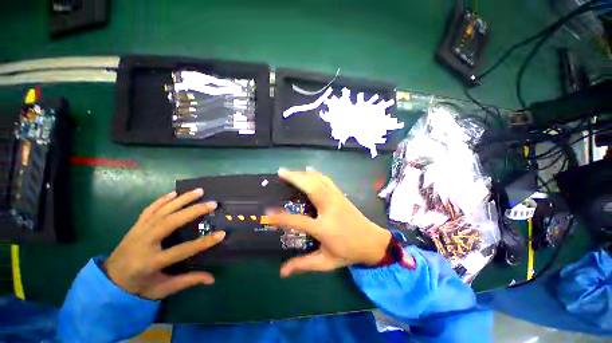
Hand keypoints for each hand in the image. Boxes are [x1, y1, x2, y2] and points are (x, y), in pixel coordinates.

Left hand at [103, 189, 224, 299]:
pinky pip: (149, 209)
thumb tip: (211, 279)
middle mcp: (144, 243)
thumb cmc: (138, 287)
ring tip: (199, 191)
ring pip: (162, 211)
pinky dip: (162, 199)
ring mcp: (138, 231)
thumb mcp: (162, 289)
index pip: (182, 250)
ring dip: (182, 199)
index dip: (203, 242)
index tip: (222, 234)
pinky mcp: (136, 226)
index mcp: (151, 262)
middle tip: (212, 204)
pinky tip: (174, 193)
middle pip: (170, 222)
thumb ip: (187, 281)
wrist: (108, 281)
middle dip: (193, 211)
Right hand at [268, 170, 391, 276]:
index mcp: (324, 227)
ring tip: (290, 172)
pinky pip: (326, 179)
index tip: (267, 214)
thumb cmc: (349, 252)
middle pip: (309, 187)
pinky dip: (315, 174)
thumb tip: (282, 272)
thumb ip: (304, 264)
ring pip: (318, 179)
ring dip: (303, 174)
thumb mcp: (326, 262)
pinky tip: (309, 171)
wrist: (373, 241)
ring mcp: (336, 198)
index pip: (297, 221)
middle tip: (280, 173)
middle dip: (293, 178)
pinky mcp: (340, 194)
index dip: (280, 218)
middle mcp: (329, 207)